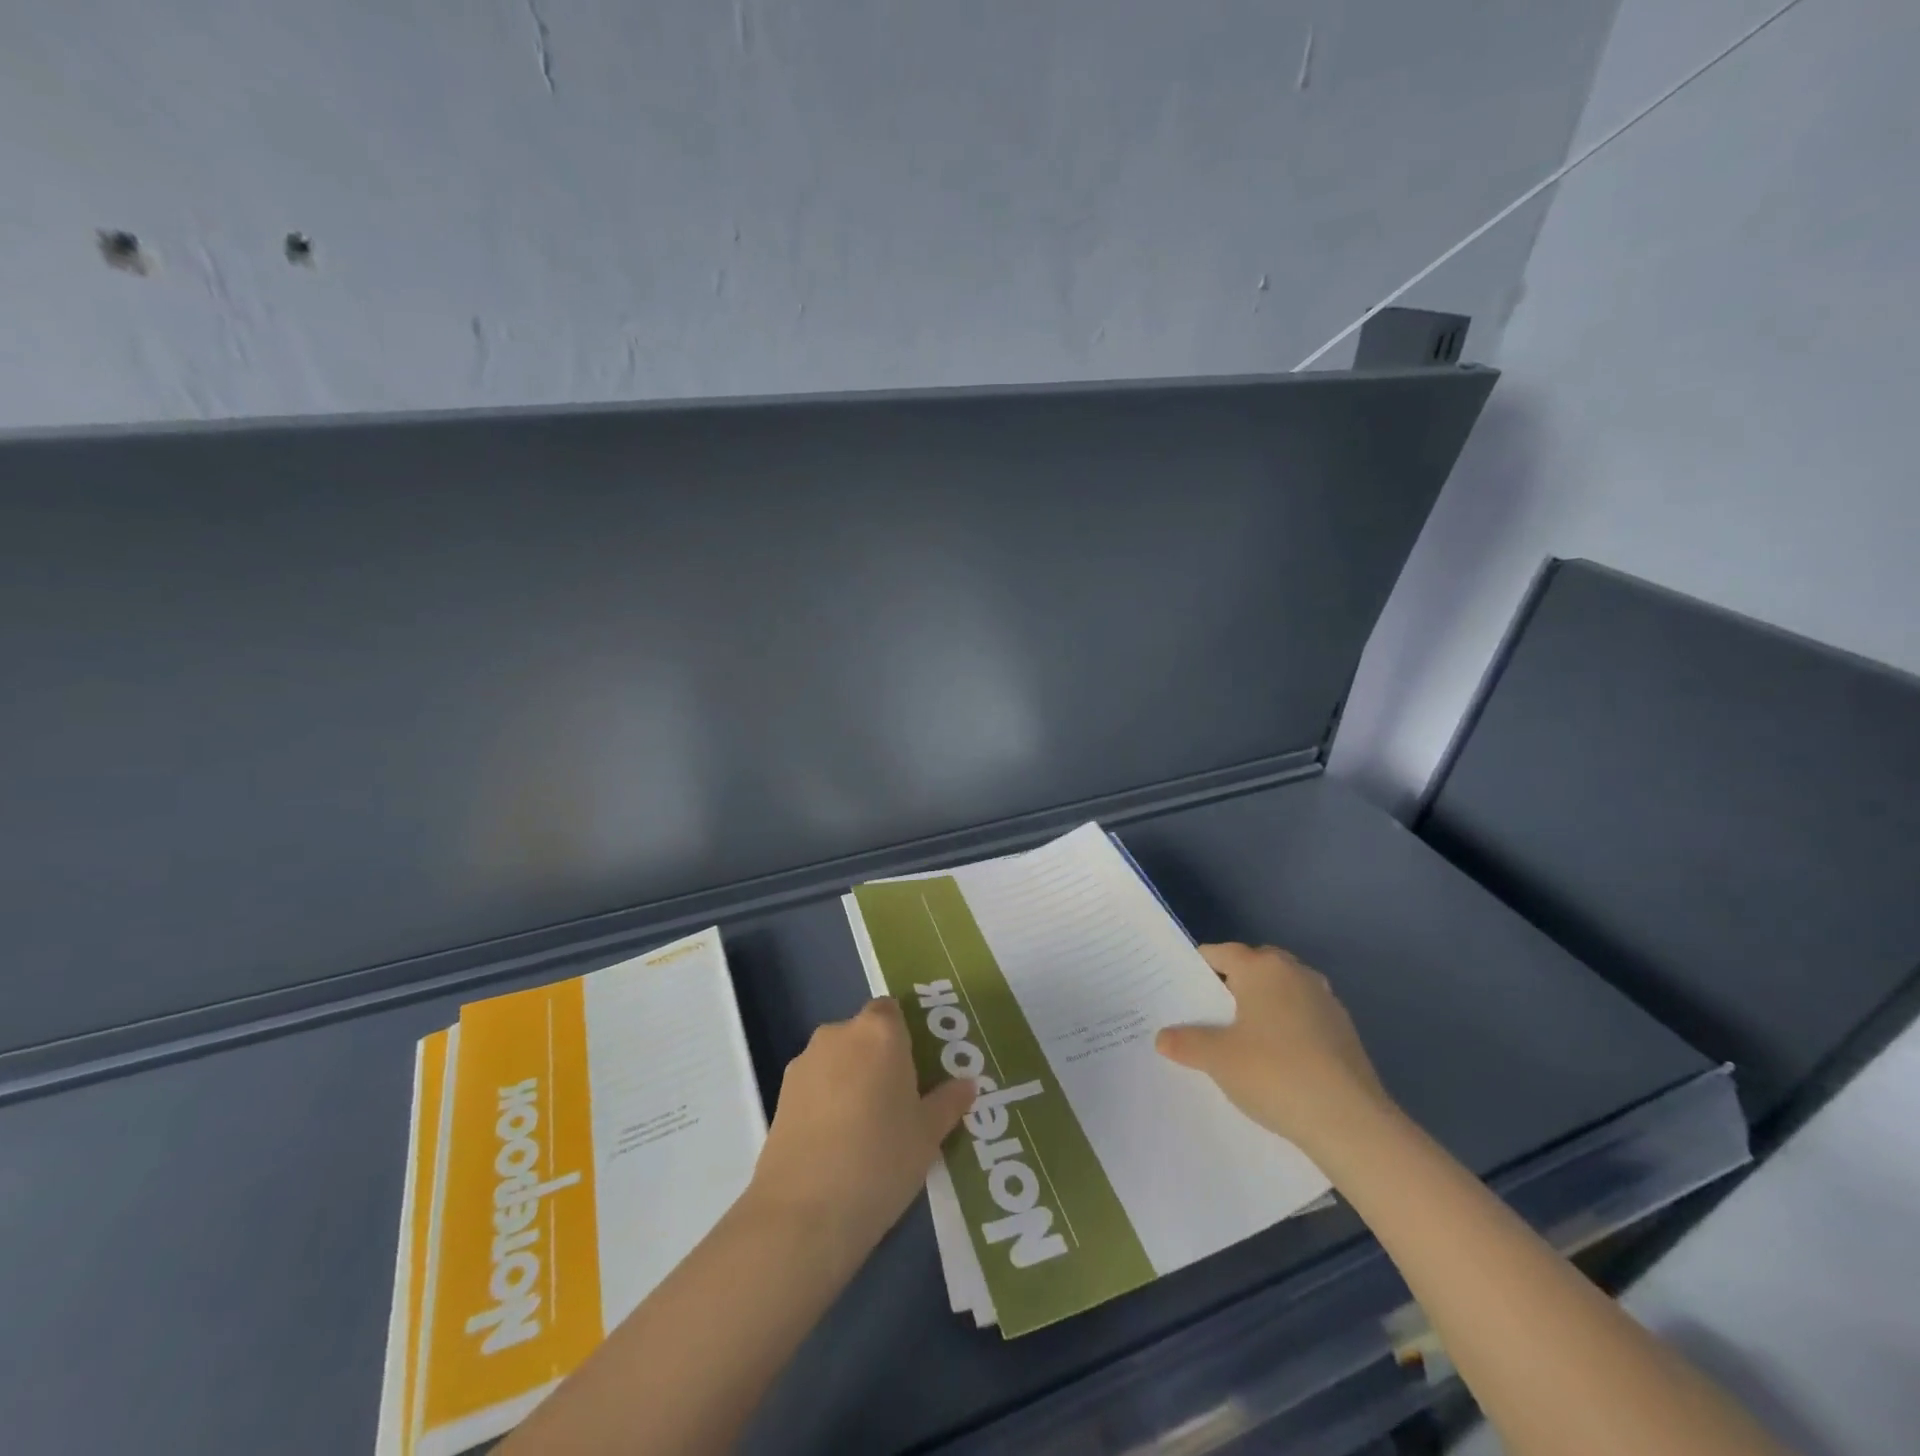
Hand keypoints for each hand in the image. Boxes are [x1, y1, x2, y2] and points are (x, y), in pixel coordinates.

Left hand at [749, 997, 975, 1257]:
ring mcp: (805, 1062)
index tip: (918, 1069)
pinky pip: (815, 1085)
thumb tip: (967, 1085)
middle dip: (879, 1059)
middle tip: (899, 1101)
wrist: (804, 1211)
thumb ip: (948, 1102)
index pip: (893, 1011)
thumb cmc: (881, 1159)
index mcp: (879, 1031)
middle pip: (864, 1034)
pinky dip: (826, 1101)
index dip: (904, 1035)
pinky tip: (837, 1142)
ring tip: (866, 1128)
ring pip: (837, 1059)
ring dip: (851, 1079)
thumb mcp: (928, 1134)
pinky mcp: (781, 1094)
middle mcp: (839, 1034)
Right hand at [1155, 943, 1393, 1158]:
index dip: (1197, 970)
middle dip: (1230, 986)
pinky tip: (1277, 1061)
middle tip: (1207, 1015)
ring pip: (1281, 992)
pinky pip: (1302, 1017)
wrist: (1350, 1122)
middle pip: (1253, 967)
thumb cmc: (1274, 1073)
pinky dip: (1286, 1028)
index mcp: (1261, 968)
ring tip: (1240, 1039)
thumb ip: (1186, 1043)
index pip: (1220, 953)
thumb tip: (1163, 1037)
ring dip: (1261, 1007)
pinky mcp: (1344, 1030)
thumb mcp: (1217, 1059)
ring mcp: (1324, 1000)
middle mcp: (1295, 973)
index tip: (1181, 992)